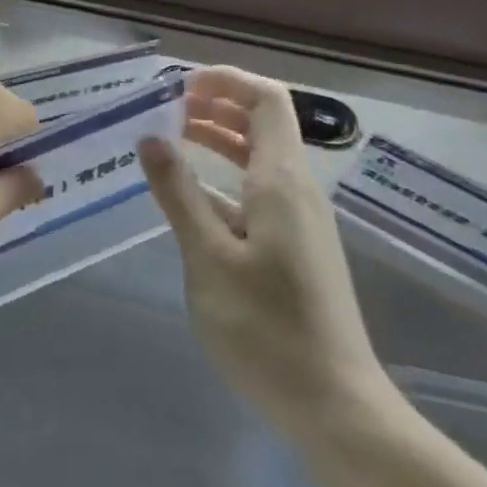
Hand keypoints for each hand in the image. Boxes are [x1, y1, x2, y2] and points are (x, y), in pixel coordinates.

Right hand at [139, 66, 388, 431]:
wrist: (335, 405)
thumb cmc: (267, 329)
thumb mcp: (208, 258)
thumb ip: (179, 194)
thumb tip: (151, 137)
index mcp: (282, 181)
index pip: (266, 100)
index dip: (226, 81)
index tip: (178, 85)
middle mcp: (297, 190)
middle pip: (263, 124)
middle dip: (216, 106)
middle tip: (164, 109)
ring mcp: (300, 221)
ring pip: (259, 159)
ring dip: (219, 140)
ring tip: (170, 139)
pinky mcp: (296, 248)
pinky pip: (259, 192)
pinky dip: (224, 179)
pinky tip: (191, 198)